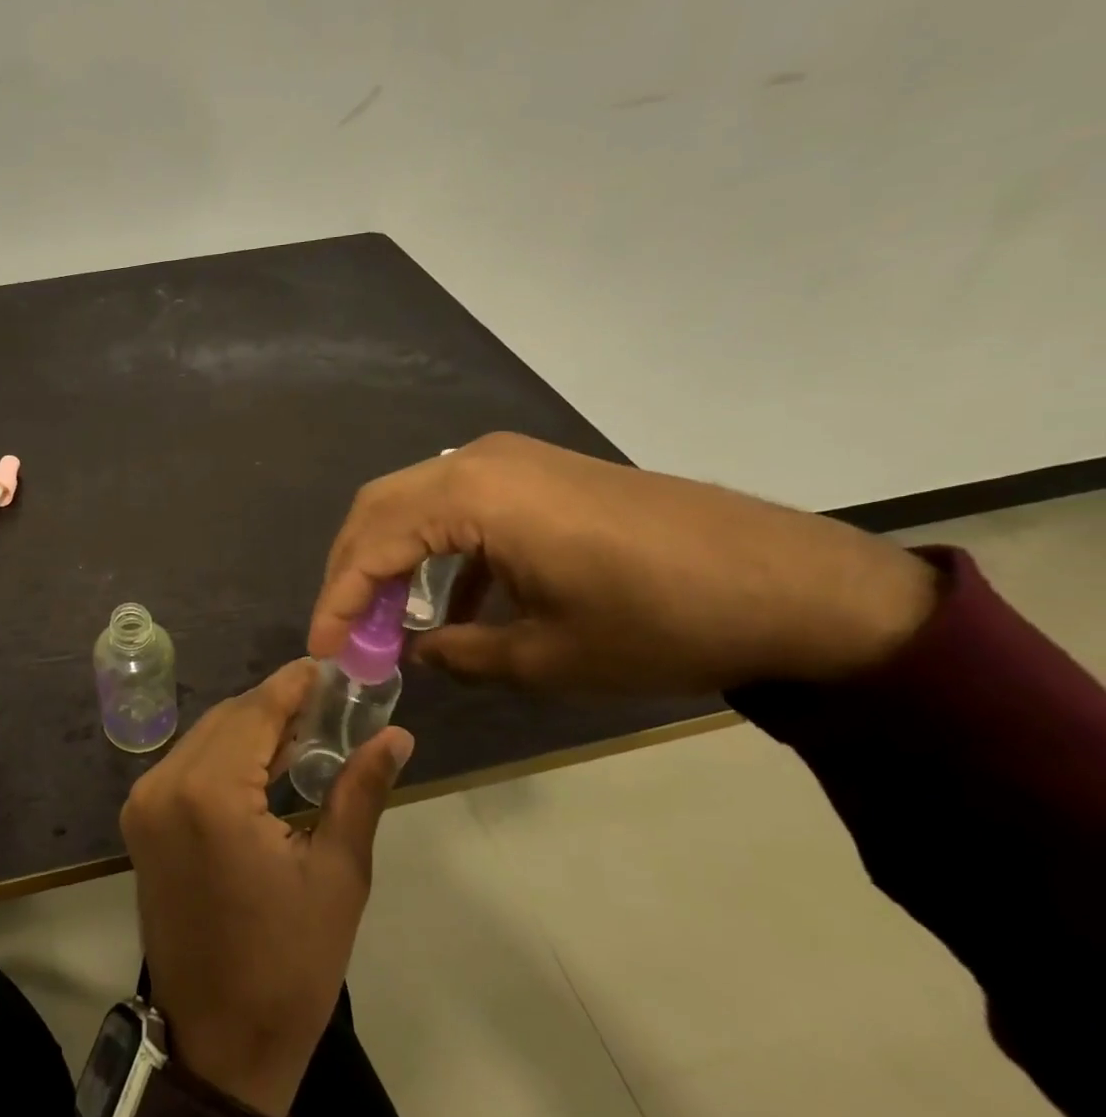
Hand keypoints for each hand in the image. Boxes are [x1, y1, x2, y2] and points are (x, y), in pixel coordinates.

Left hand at [119, 659, 412, 1116]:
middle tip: (330, 708)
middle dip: (277, 706)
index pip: (257, 711)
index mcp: (211, 793)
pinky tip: (265, 766)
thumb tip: (396, 735)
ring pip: (206, 737)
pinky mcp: (140, 821)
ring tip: (306, 735)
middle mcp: (165, 783)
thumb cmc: (288, 965)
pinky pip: (187, 764)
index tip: (330, 667)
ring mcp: (144, 802)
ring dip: (251, 729)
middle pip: (228, 718)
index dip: (295, 684)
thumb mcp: (337, 874)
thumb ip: (360, 790)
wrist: (217, 1045)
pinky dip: (225, 755)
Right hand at [312, 432, 938, 692]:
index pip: (373, 543)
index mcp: (474, 496)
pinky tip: (450, 603)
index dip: (339, 599)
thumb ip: (463, 654)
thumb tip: (419, 653)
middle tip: (344, 629)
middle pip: (380, 508)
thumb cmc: (661, 622)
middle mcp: (478, 460)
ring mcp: (512, 460)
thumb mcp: (549, 657)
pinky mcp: (539, 472)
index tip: (323, 651)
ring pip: (415, 500)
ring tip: (385, 619)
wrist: (793, 584)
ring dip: (390, 556)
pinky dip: (436, 549)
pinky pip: (459, 502)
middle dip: (351, 570)